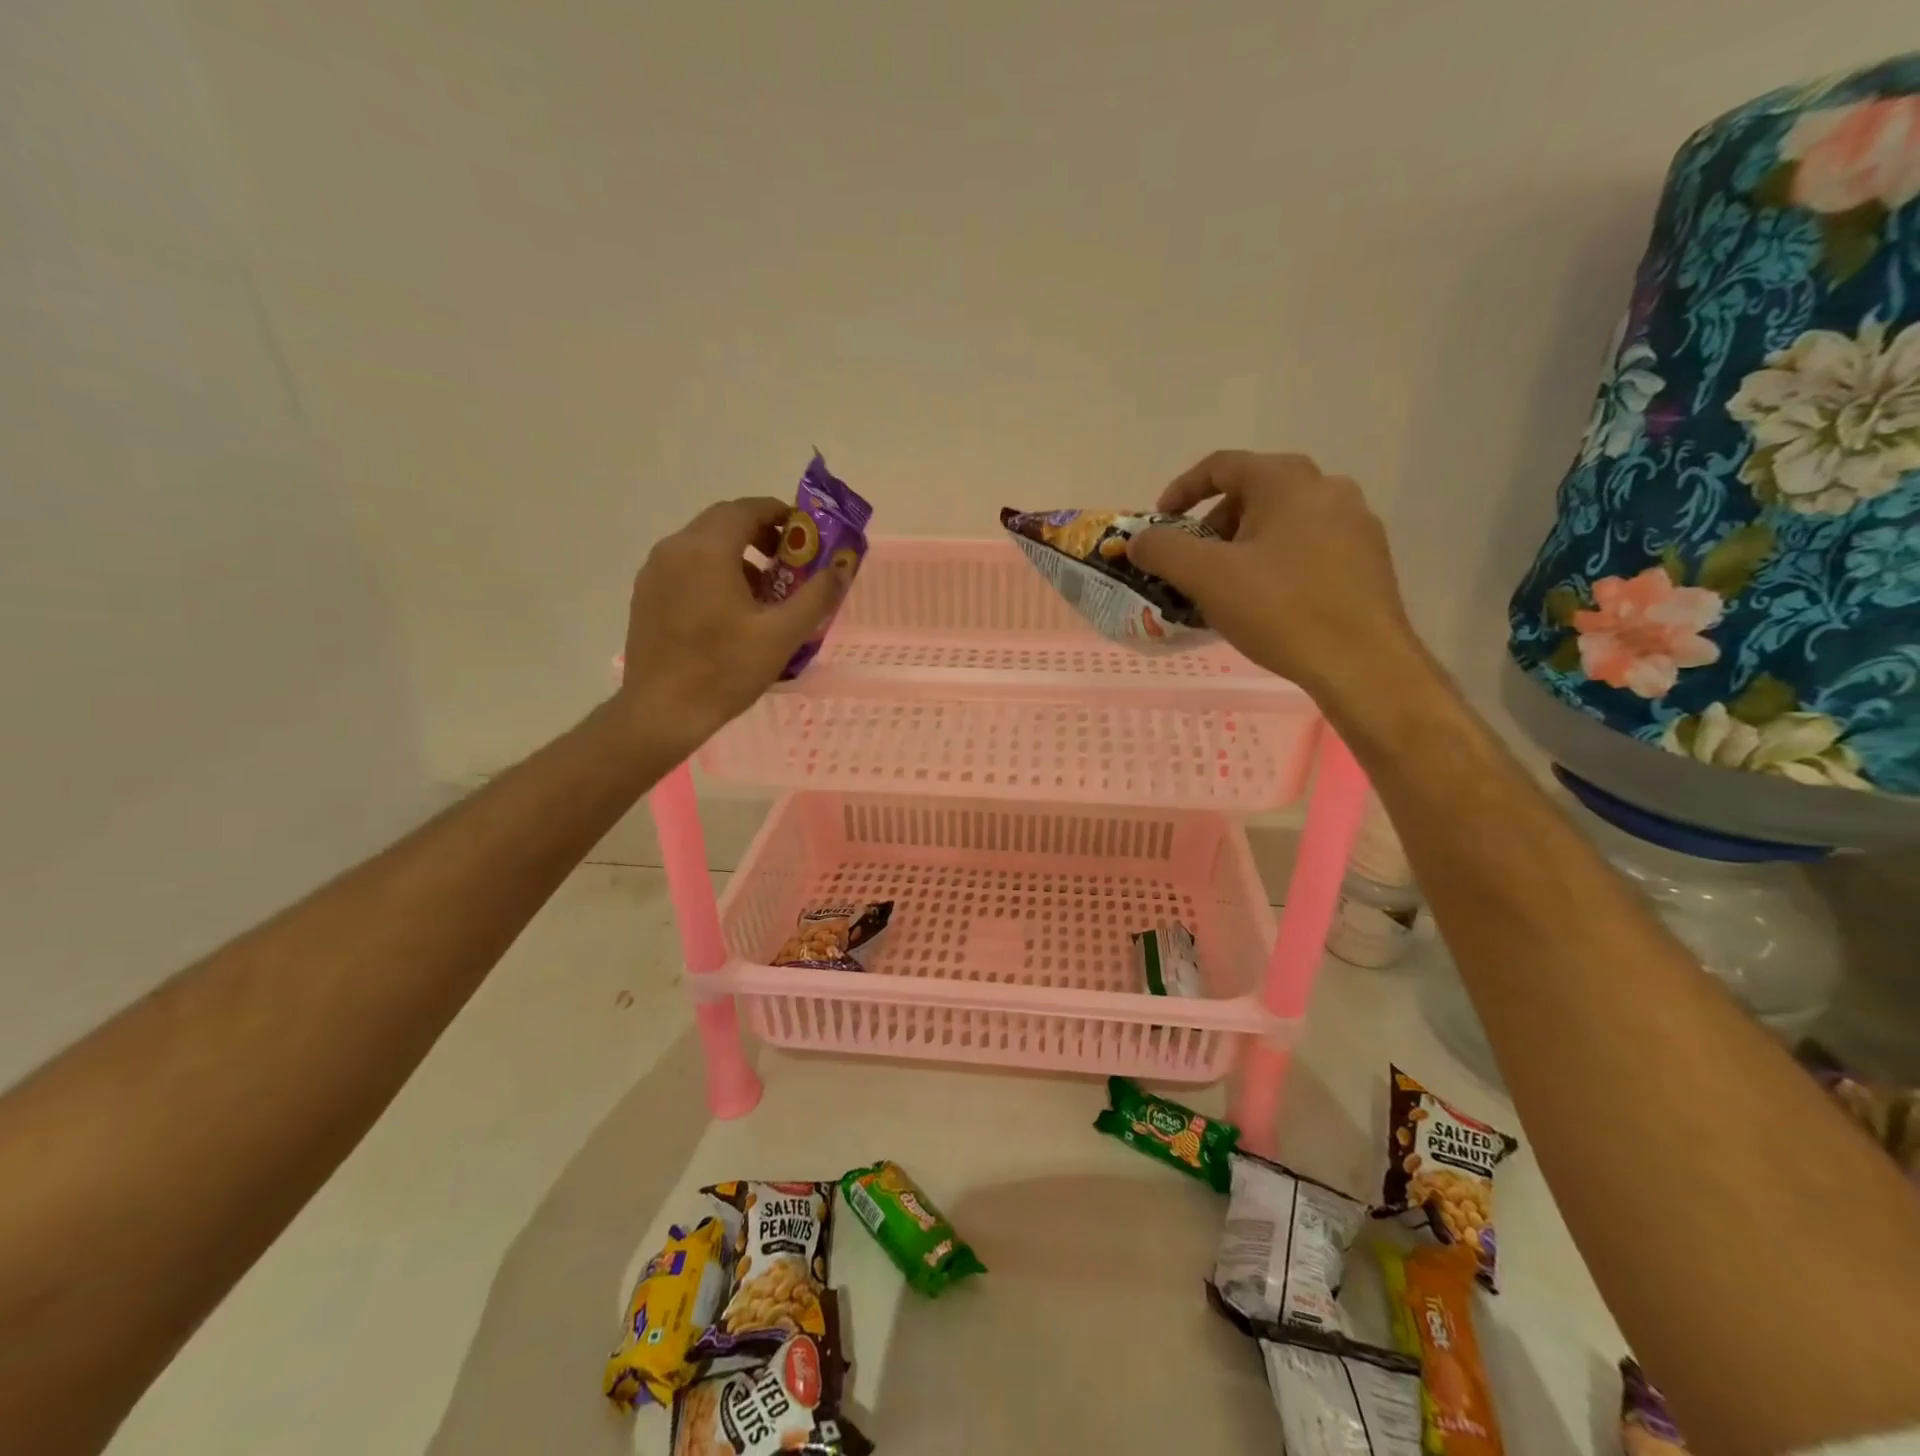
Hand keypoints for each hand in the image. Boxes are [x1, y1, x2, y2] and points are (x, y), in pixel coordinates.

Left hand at [615, 497, 849, 754]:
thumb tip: (842, 568)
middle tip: (790, 561)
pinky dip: (714, 572)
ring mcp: (655, 571)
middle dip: (761, 533)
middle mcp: (675, 549)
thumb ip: (816, 596)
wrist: (661, 712)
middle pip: (723, 522)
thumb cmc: (724, 671)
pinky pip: (686, 566)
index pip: (747, 508)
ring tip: (764, 592)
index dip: (780, 514)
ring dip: (738, 554)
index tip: (806, 534)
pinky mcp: (646, 594)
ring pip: (703, 544)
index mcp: (707, 551)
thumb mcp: (781, 635)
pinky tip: (730, 611)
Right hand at [1127, 451, 1422, 703]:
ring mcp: (1355, 523)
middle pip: (1254, 492)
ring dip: (1244, 545)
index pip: (1222, 465)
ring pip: (1283, 521)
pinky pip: (1309, 546)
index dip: (1182, 491)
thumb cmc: (1280, 609)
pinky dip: (1277, 562)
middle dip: (1213, 524)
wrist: (1362, 663)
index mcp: (1288, 481)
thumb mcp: (1206, 577)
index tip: (1160, 523)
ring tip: (1226, 587)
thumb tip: (1138, 539)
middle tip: (1193, 563)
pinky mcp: (1368, 559)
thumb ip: (1163, 550)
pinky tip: (1267, 602)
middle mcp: (1328, 489)